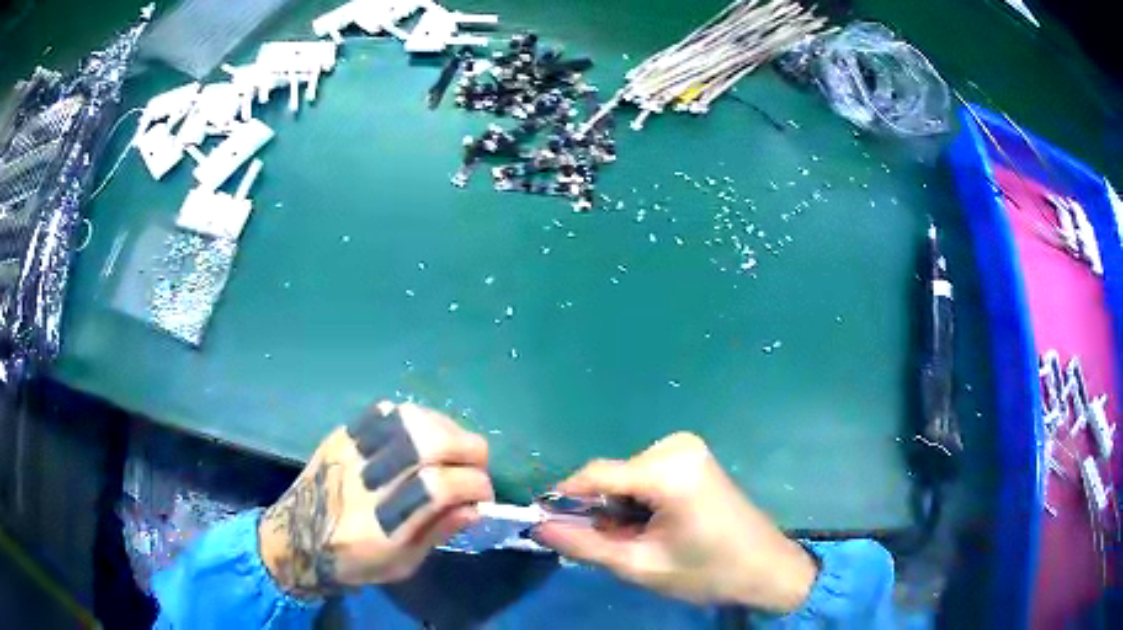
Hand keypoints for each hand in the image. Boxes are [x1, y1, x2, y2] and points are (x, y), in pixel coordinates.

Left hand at [258, 402, 491, 596]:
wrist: (296, 535)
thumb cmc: (352, 560)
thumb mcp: (402, 563)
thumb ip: (438, 531)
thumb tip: (475, 505)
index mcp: (384, 523)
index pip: (440, 486)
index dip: (475, 484)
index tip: (484, 495)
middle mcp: (368, 479)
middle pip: (429, 441)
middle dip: (469, 449)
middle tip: (477, 466)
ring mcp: (353, 449)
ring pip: (410, 418)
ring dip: (446, 428)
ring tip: (453, 449)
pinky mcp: (343, 434)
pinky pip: (386, 411)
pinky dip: (415, 418)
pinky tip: (421, 437)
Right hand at [534, 433, 817, 612]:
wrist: (765, 567)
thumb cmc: (707, 572)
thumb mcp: (640, 565)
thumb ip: (585, 545)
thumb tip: (538, 527)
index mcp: (668, 470)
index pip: (594, 475)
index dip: (565, 500)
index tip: (548, 526)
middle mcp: (675, 446)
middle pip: (610, 476)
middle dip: (601, 511)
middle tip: (615, 547)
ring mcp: (687, 447)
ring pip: (625, 476)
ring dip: (620, 508)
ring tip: (642, 540)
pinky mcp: (692, 455)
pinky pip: (645, 473)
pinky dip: (638, 499)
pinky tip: (657, 524)